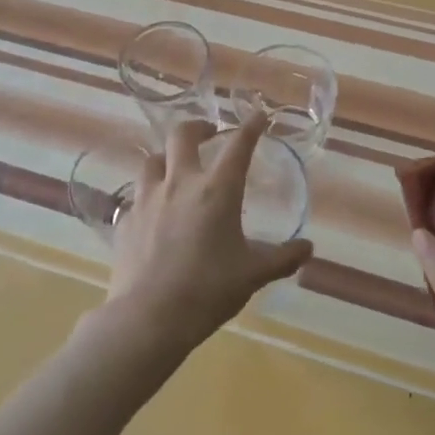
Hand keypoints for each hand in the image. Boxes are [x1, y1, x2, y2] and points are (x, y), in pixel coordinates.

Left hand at [104, 112, 313, 353]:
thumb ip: (282, 258)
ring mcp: (147, 199)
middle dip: (198, 127)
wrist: (148, 318)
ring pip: (153, 160)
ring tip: (177, 169)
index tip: (258, 116)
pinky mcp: (126, 221)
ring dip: (168, 157)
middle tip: (209, 133)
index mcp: (217, 190)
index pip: (238, 145)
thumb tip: (308, 248)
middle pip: (182, 135)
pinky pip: (137, 197)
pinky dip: (149, 196)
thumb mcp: (253, 275)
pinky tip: (155, 213)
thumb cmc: (208, 290)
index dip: (250, 127)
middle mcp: (180, 183)